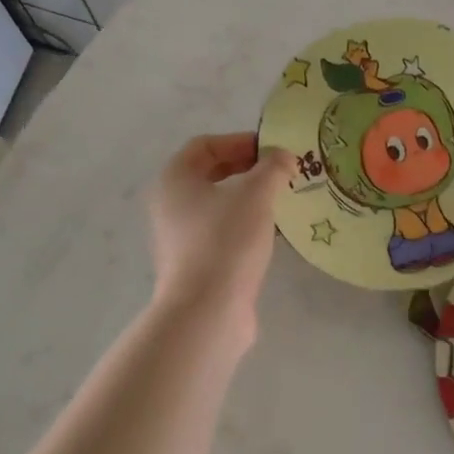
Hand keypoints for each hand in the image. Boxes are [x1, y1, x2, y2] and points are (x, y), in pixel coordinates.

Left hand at [148, 133, 295, 328]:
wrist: (206, 312)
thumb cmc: (226, 240)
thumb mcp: (256, 194)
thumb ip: (273, 168)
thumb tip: (284, 156)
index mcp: (174, 179)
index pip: (205, 145)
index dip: (239, 141)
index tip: (272, 150)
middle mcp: (170, 205)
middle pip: (209, 174)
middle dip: (246, 168)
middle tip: (279, 172)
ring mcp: (179, 237)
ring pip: (217, 204)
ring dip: (248, 197)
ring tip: (281, 200)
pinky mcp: (194, 264)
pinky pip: (221, 231)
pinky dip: (244, 224)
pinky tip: (272, 233)